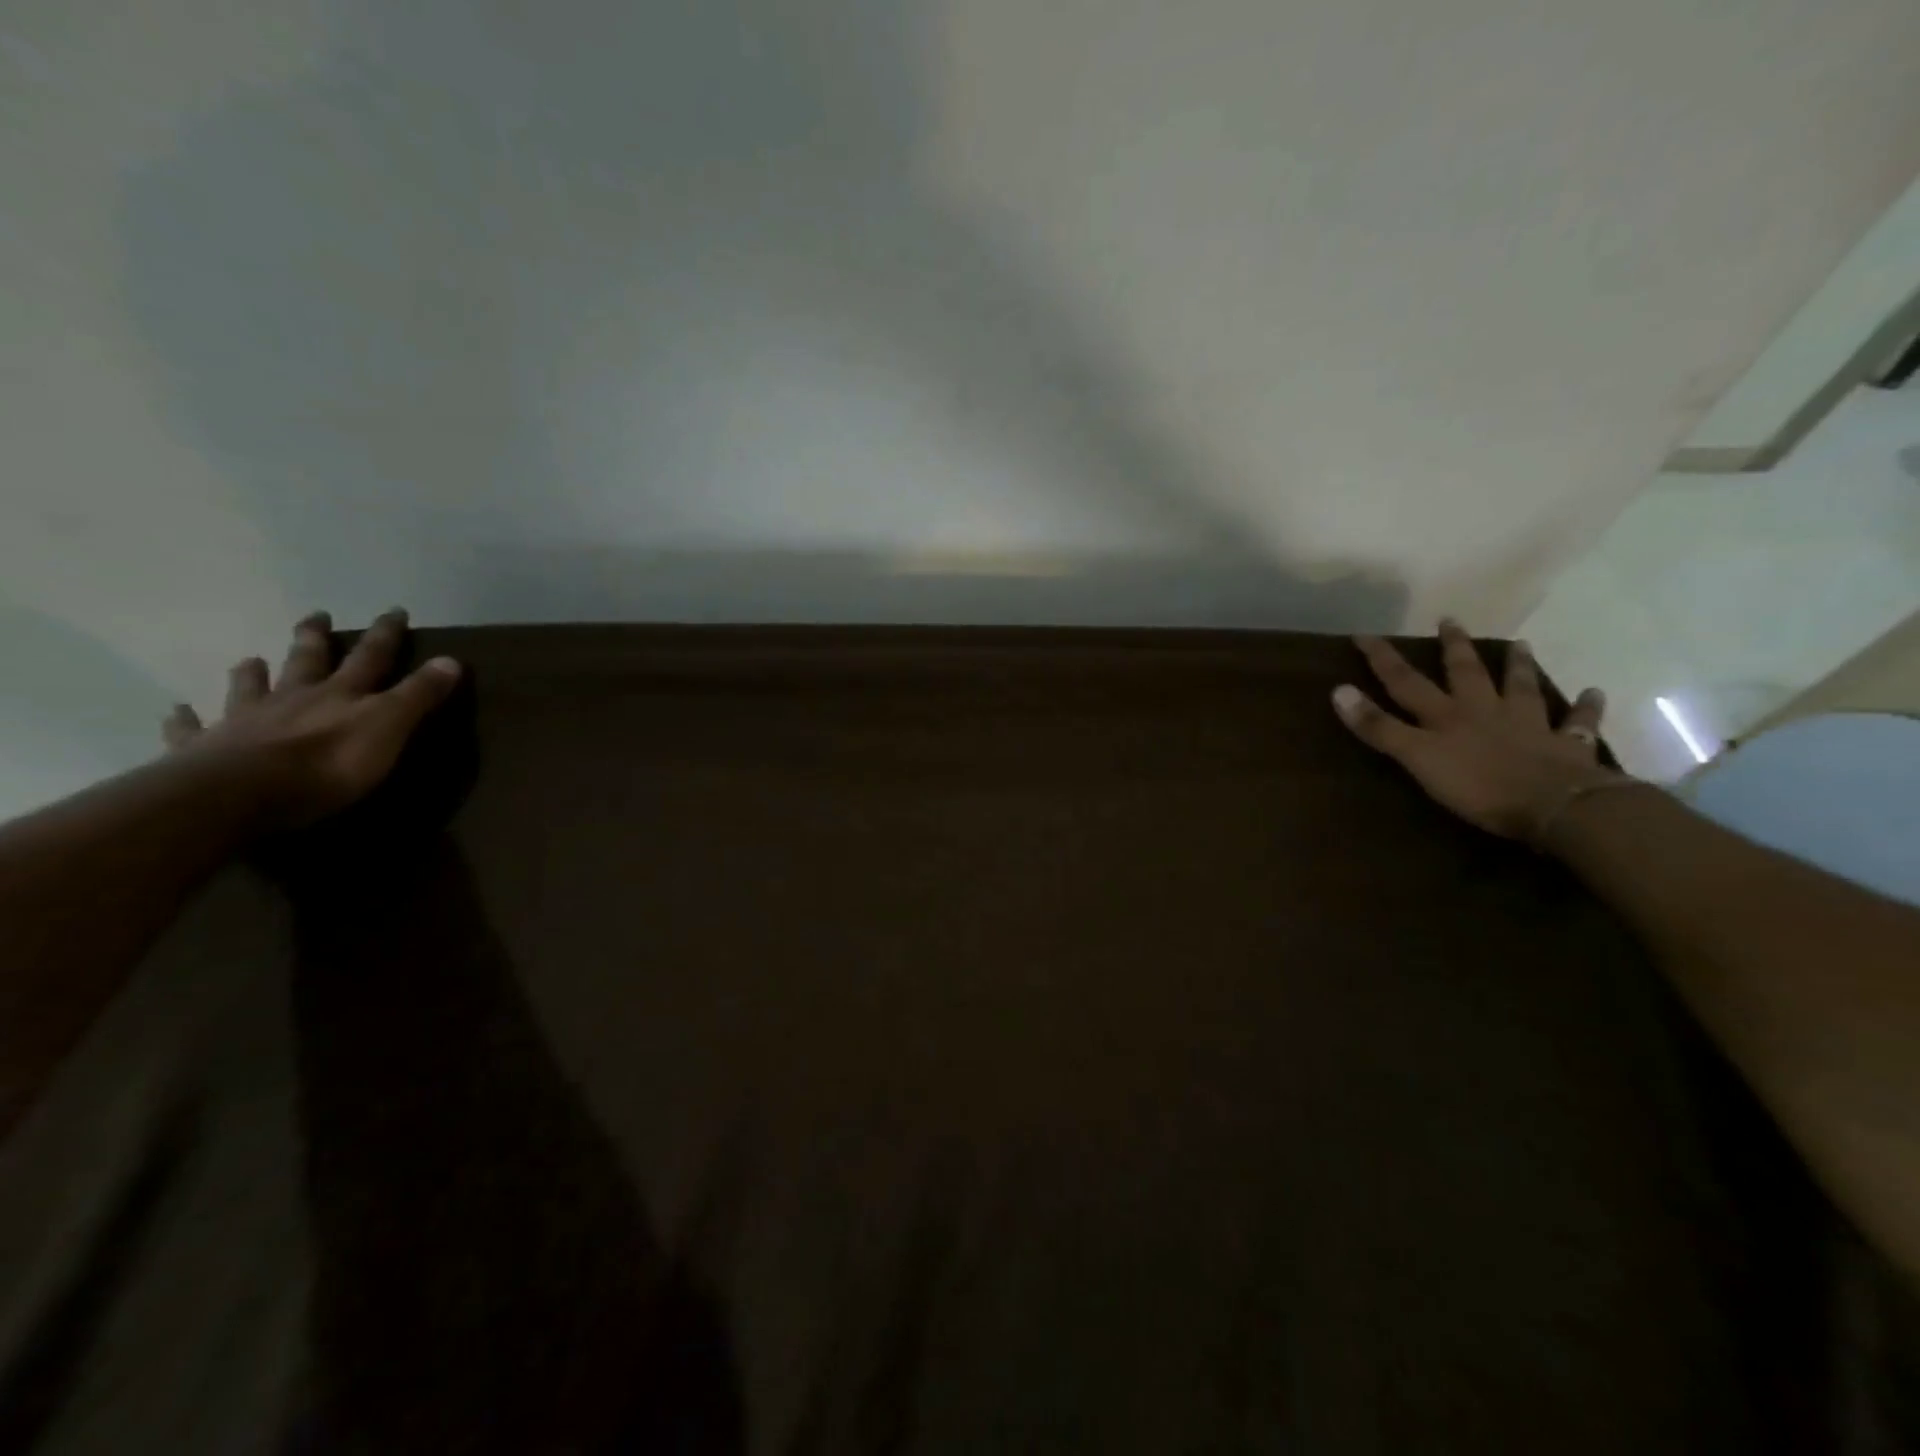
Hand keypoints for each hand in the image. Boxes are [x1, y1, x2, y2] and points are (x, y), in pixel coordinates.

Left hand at [161, 609, 461, 830]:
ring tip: (250, 659)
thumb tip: (452, 659)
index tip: (394, 611)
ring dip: (253, 673)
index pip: (371, 657)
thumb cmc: (328, 764)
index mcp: (340, 694)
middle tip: (317, 615)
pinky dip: (186, 719)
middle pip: (306, 661)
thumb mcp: (389, 726)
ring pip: (250, 689)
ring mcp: (246, 721)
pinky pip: (193, 730)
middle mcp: (294, 698)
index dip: (385, 635)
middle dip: (315, 638)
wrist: (240, 794)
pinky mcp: (206, 749)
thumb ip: (418, 695)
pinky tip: (177, 711)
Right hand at [1332, 619, 1618, 841]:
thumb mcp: (1416, 757)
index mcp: (1445, 716)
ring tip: (1520, 644)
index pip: (1405, 682)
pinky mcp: (1566, 748)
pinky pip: (1576, 724)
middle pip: (1466, 674)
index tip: (1364, 635)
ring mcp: (1528, 726)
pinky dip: (1584, 709)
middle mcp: (1484, 711)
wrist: (1556, 806)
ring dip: (1519, 666)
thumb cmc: (1477, 785)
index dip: (1382, 659)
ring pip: (1521, 688)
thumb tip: (1338, 690)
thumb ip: (1379, 727)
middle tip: (1450, 621)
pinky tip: (1593, 694)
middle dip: (1454, 648)